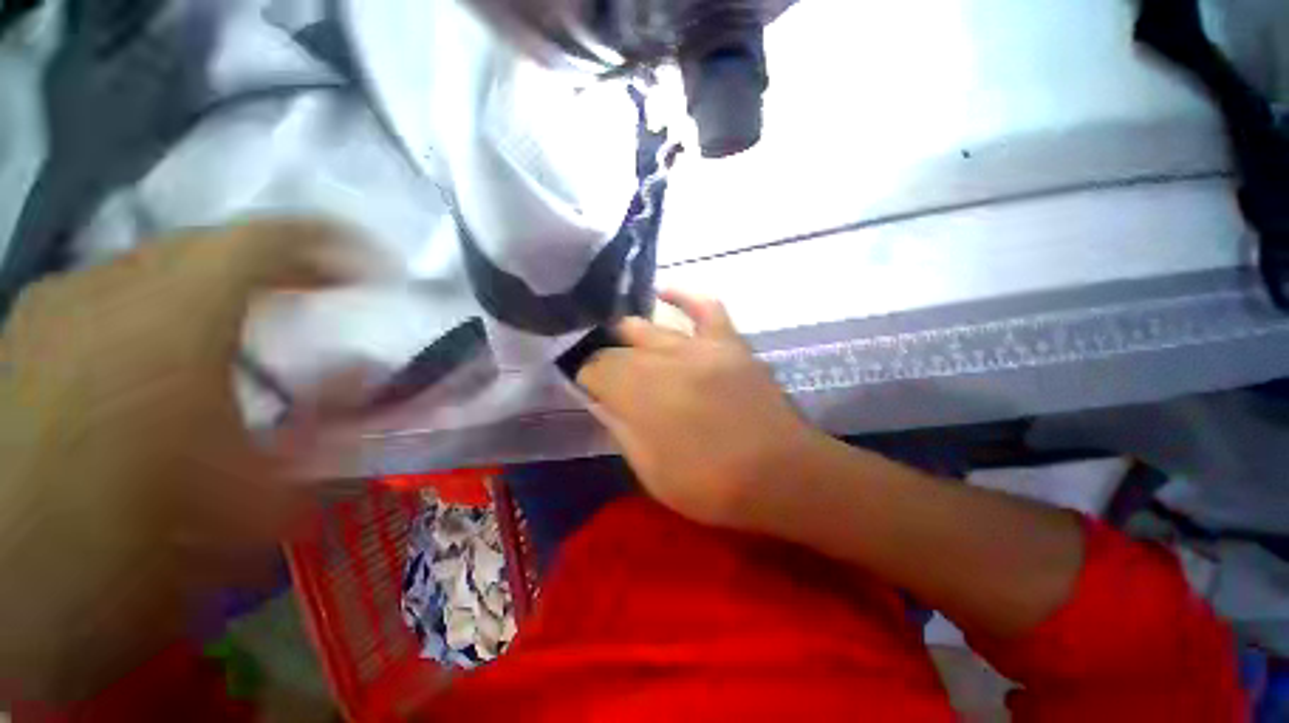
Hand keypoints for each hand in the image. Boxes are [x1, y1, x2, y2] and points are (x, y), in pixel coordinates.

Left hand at [0, 219, 387, 700]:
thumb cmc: (139, 544)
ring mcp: (52, 308)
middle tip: (325, 291)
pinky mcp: (21, 337)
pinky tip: (168, 354)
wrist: (16, 595)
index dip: (332, 243)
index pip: (267, 239)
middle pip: (208, 247)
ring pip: (154, 269)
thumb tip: (367, 370)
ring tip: (254, 322)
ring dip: (215, 287)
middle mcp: (107, 289)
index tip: (375, 266)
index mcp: (173, 316)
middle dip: (279, 266)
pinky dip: (157, 308)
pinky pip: (108, 297)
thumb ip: (325, 423)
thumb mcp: (260, 492)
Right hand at [578, 291, 822, 528]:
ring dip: (628, 335)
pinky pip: (704, 306)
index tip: (585, 388)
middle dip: (604, 359)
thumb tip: (598, 400)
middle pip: (618, 347)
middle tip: (605, 376)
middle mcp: (663, 360)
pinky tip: (664, 293)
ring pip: (648, 327)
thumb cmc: (712, 484)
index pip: (595, 369)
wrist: (782, 475)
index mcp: (640, 395)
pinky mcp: (728, 342)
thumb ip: (620, 429)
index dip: (584, 377)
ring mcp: (698, 346)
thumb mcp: (651, 471)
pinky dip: (682, 296)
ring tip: (623, 345)